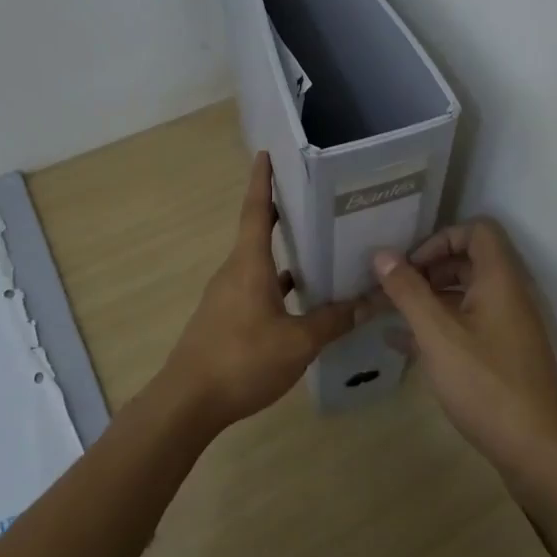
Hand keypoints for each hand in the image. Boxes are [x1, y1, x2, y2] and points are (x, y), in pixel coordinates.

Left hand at [164, 152, 356, 426]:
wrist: (188, 402)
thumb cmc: (242, 360)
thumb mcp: (297, 342)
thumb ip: (332, 321)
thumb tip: (368, 302)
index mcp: (248, 264)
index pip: (256, 211)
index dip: (263, 181)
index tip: (266, 154)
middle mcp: (234, 272)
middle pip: (258, 233)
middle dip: (283, 214)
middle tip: (314, 200)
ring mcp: (226, 296)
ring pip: (259, 264)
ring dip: (284, 254)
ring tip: (319, 248)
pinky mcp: (225, 319)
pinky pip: (256, 289)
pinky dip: (278, 286)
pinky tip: (301, 300)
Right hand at [370, 219, 556, 479]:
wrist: (536, 451)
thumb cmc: (485, 384)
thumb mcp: (438, 335)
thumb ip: (408, 292)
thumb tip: (382, 255)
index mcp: (499, 280)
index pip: (477, 231)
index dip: (441, 238)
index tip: (410, 266)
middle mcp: (508, 296)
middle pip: (469, 261)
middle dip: (429, 269)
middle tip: (395, 290)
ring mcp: (508, 327)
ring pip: (466, 295)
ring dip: (430, 298)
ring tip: (392, 314)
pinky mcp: (503, 355)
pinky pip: (468, 325)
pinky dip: (439, 326)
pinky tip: (403, 344)